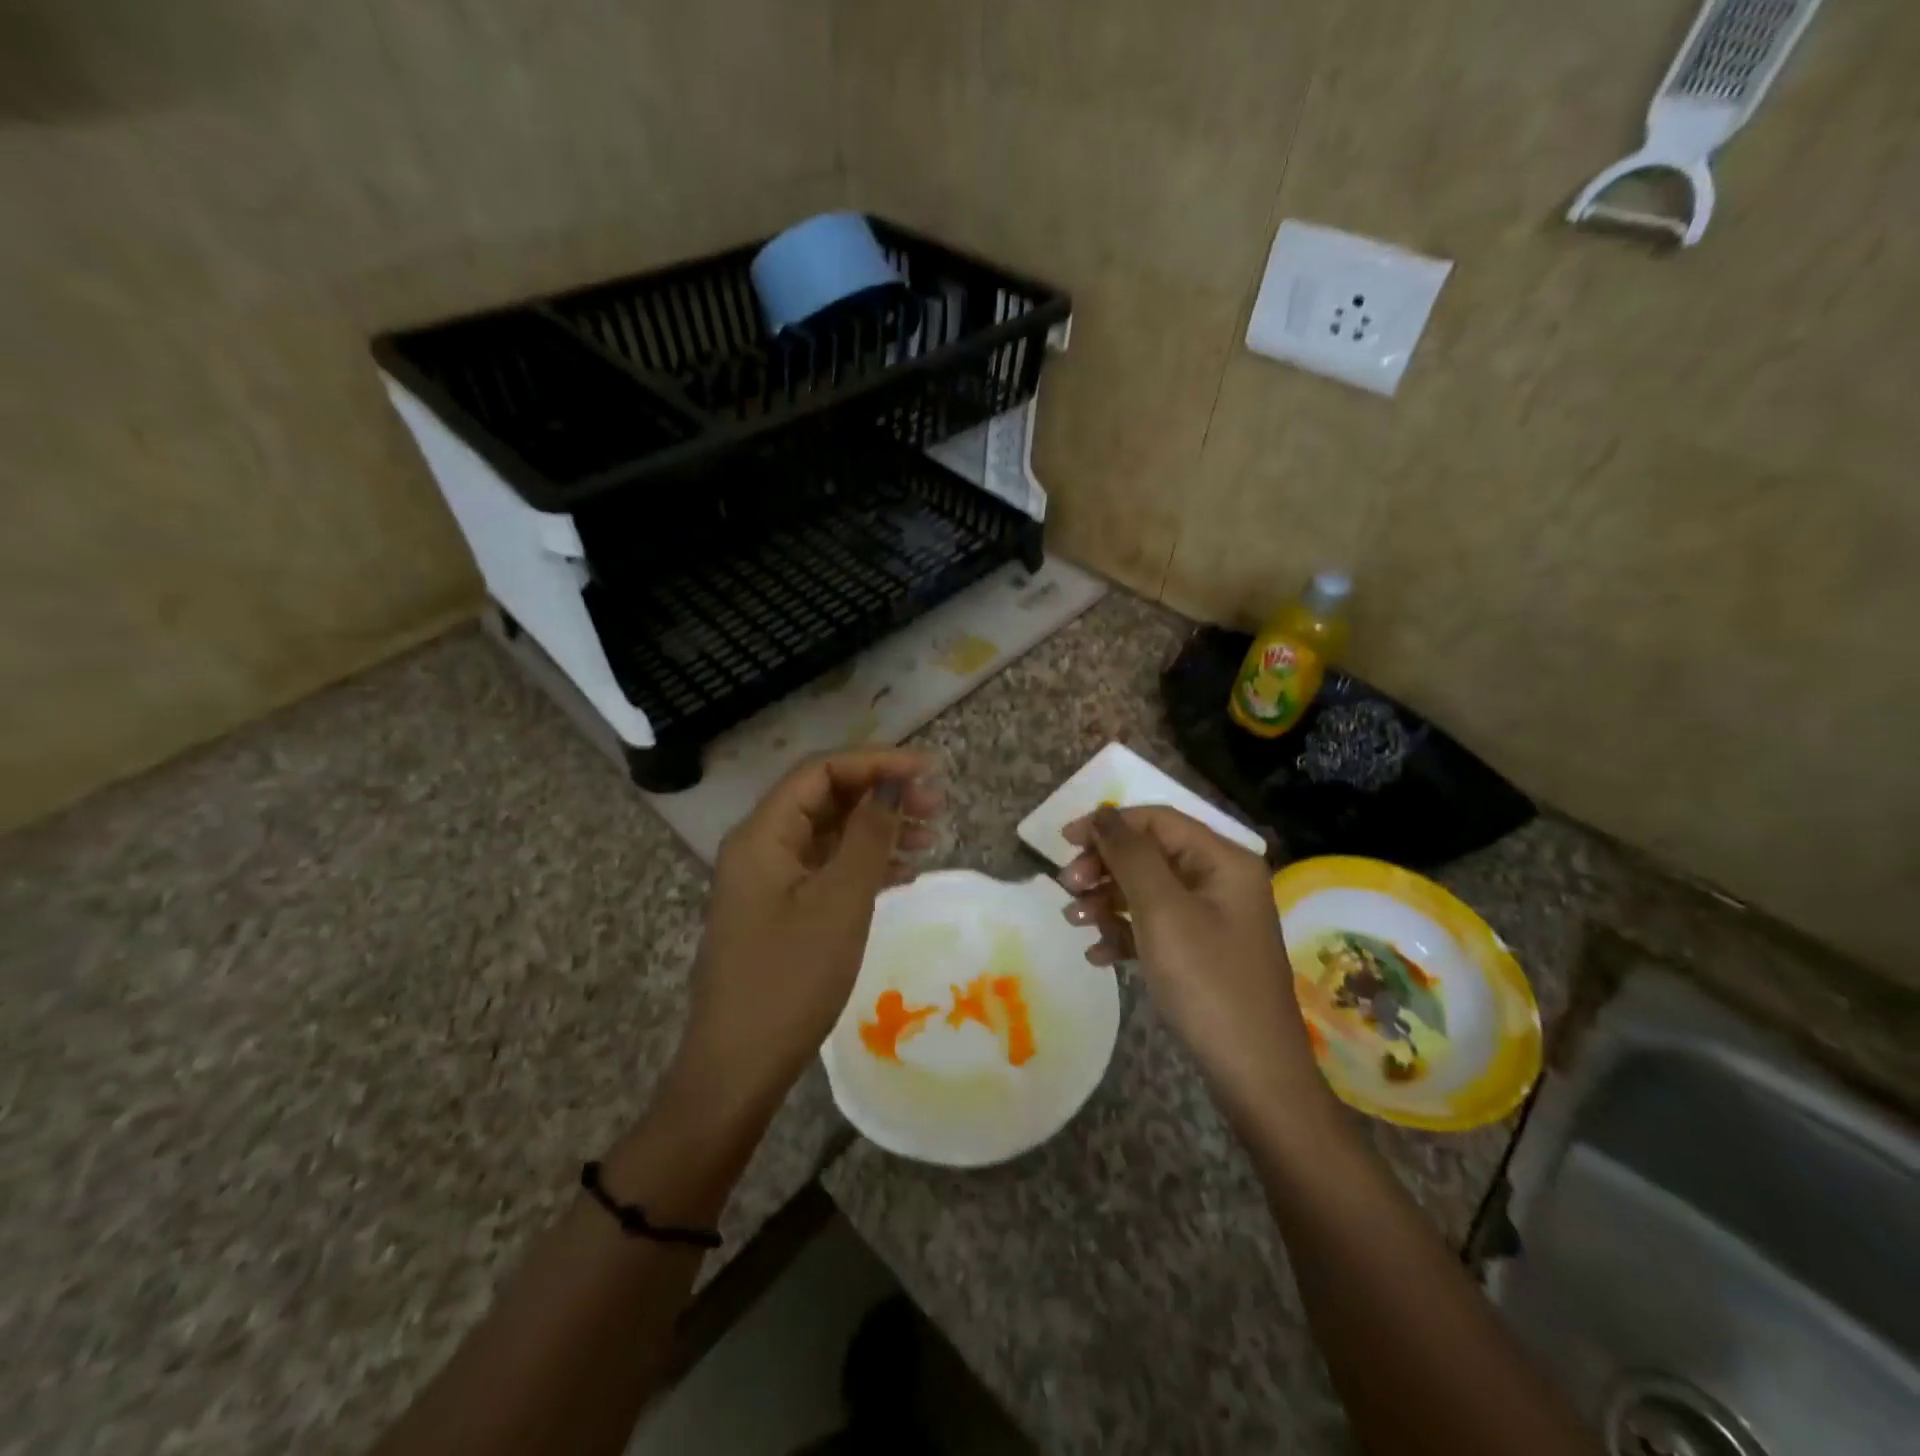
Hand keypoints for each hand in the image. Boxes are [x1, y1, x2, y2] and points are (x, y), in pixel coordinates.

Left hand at [672, 750, 942, 1118]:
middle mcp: (760, 846)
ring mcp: (767, 880)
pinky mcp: (778, 910)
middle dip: (880, 795)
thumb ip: (869, 835)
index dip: (876, 763)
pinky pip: (824, 868)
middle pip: (824, 798)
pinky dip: (862, 863)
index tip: (928, 772)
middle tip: (935, 807)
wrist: (739, 1067)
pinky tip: (901, 872)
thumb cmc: (790, 979)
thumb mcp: (840, 902)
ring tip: (929, 837)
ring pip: (827, 833)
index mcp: (763, 834)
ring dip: (876, 829)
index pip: (821, 772)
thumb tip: (893, 783)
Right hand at [1059, 805, 1325, 1113]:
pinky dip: (1124, 934)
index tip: (1063, 844)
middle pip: (1150, 854)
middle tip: (1067, 890)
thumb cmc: (1207, 981)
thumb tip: (1104, 813)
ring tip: (1075, 922)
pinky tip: (1098, 955)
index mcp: (1223, 860)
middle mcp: (1221, 881)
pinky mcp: (1202, 952)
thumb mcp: (1162, 911)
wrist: (1253, 1073)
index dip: (1108, 825)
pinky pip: (1155, 927)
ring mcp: (1213, 918)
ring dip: (1106, 901)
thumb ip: (1130, 855)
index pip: (1157, 821)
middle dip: (1104, 867)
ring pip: (1147, 891)